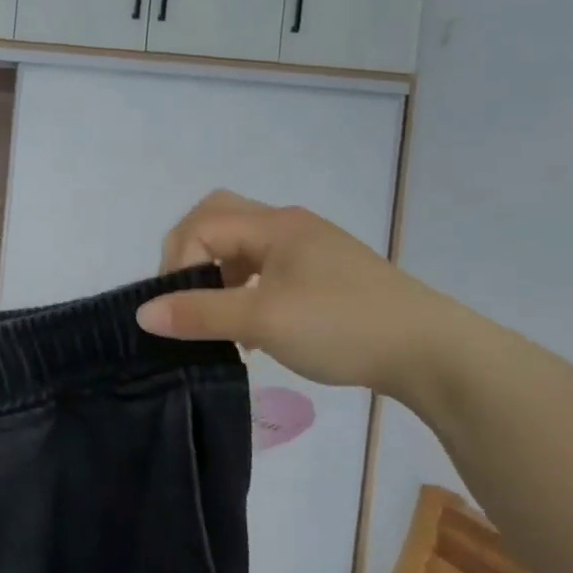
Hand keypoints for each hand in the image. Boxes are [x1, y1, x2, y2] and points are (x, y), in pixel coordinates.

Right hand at [136, 190, 466, 398]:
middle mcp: (288, 226)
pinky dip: (242, 290)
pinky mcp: (321, 275)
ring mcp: (308, 250)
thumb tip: (142, 313)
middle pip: (219, 221)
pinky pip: (264, 269)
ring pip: (241, 247)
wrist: (429, 351)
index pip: (201, 225)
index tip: (178, 309)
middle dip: (191, 257)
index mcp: (274, 225)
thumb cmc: (342, 326)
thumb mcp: (262, 321)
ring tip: (216, 319)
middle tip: (186, 297)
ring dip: (217, 276)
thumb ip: (199, 314)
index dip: (177, 263)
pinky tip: (248, 329)